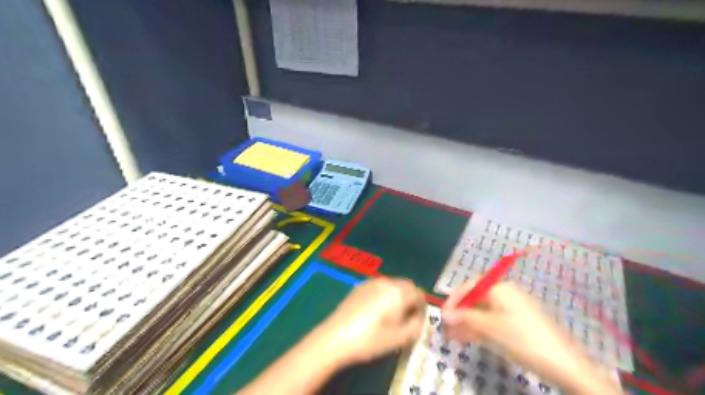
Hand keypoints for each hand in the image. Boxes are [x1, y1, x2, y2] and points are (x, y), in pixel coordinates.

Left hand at [319, 278, 422, 367]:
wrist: (335, 337)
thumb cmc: (369, 340)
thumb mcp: (399, 339)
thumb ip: (416, 326)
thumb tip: (419, 318)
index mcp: (398, 293)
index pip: (419, 294)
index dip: (423, 307)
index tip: (419, 321)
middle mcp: (386, 282)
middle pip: (407, 286)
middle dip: (411, 299)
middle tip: (408, 318)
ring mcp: (372, 282)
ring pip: (393, 285)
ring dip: (399, 296)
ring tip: (393, 315)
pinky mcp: (360, 286)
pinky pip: (380, 286)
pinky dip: (386, 294)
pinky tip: (377, 311)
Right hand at [442, 281, 618, 393]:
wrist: (566, 365)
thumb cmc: (525, 340)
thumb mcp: (491, 329)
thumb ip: (466, 318)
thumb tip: (445, 314)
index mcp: (501, 288)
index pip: (470, 286)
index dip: (454, 299)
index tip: (442, 314)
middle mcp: (507, 293)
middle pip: (476, 299)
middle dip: (460, 314)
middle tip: (447, 330)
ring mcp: (515, 308)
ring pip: (484, 311)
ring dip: (468, 323)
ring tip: (455, 338)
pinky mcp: (520, 322)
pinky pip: (494, 320)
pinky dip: (481, 328)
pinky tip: (471, 339)